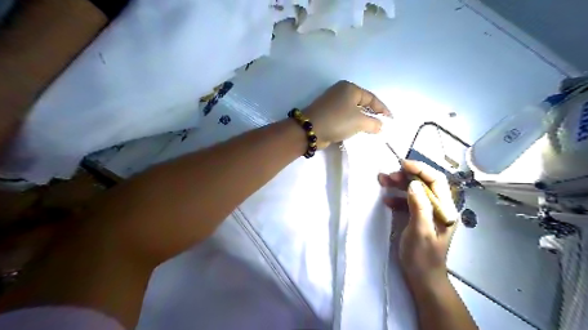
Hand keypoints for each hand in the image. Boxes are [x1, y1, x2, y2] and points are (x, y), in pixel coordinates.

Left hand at [303, 80, 388, 147]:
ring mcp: (332, 103)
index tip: (391, 120)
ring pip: (353, 112)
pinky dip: (352, 124)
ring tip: (371, 131)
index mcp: (350, 88)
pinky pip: (344, 118)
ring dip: (362, 121)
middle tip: (382, 126)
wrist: (310, 130)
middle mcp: (341, 92)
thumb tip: (381, 127)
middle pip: (362, 104)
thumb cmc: (337, 120)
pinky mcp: (327, 114)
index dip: (382, 110)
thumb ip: (374, 123)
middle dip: (372, 115)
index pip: (371, 98)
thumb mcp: (359, 121)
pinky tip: (357, 132)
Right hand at [376, 161, 458, 289]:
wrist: (422, 277)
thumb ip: (419, 206)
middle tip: (388, 176)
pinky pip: (408, 201)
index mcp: (445, 209)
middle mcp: (439, 207)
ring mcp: (428, 212)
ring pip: (414, 191)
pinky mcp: (418, 217)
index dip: (420, 169)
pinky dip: (397, 198)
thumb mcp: (420, 231)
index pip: (436, 180)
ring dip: (399, 185)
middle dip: (406, 176)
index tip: (402, 164)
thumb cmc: (422, 256)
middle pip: (424, 183)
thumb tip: (413, 184)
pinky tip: (387, 200)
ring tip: (383, 181)